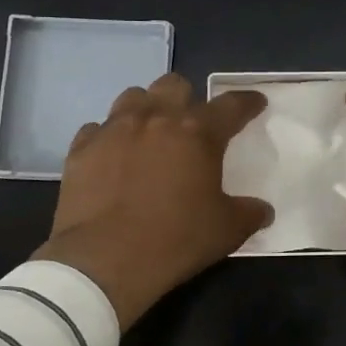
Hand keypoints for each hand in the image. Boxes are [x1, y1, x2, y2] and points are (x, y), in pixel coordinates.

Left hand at [34, 73, 272, 329]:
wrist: (104, 260)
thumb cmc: (175, 240)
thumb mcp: (226, 231)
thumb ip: (249, 213)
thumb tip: (263, 211)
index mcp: (197, 133)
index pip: (231, 105)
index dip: (247, 102)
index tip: (255, 103)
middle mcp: (156, 119)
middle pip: (175, 85)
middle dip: (187, 97)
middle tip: (190, 123)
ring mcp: (114, 130)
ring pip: (133, 97)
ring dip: (146, 109)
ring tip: (149, 133)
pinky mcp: (81, 148)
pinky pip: (97, 129)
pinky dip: (108, 138)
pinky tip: (112, 157)